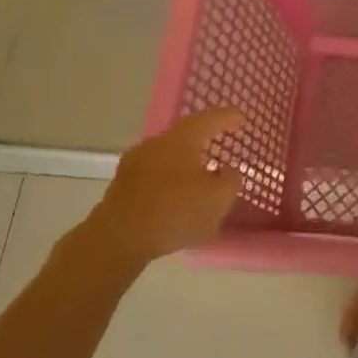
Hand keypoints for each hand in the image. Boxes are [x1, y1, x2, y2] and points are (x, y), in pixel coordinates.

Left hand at [67, 107, 242, 273]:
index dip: (228, 117)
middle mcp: (157, 143)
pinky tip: (177, 197)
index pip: (211, 118)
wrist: (117, 239)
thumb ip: (230, 180)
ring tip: (200, 176)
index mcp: (182, 138)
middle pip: (186, 135)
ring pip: (168, 156)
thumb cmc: (174, 211)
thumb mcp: (218, 198)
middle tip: (221, 144)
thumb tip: (227, 171)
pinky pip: (155, 176)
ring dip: (185, 163)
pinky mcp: (123, 186)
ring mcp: (135, 163)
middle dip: (204, 140)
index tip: (240, 117)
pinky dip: (169, 181)